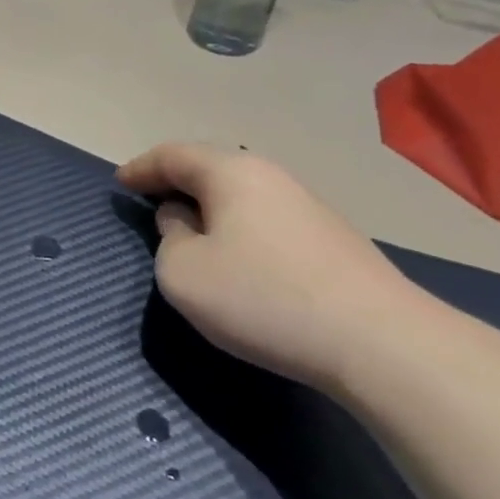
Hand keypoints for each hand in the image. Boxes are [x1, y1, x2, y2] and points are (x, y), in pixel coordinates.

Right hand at [116, 144, 422, 391]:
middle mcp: (271, 176)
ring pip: (241, 194)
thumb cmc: (262, 298)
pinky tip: (238, 256)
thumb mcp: (183, 273)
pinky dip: (237, 227)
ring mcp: (307, 206)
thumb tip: (184, 221)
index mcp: (231, 173)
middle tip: (150, 200)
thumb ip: (169, 238)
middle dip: (175, 182)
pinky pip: (265, 219)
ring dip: (209, 206)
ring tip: (189, 231)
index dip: (140, 168)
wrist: (380, 342)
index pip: (173, 156)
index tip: (119, 183)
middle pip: (210, 168)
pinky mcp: (331, 239)